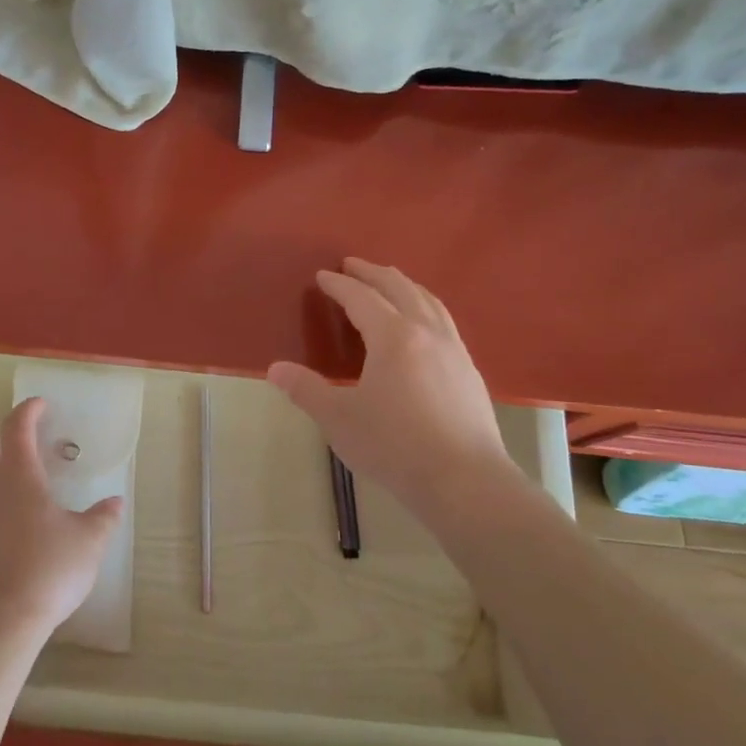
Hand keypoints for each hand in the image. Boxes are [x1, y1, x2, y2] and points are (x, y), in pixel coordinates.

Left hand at [0, 397, 123, 644]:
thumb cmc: (47, 569)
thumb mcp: (88, 543)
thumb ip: (102, 518)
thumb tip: (115, 502)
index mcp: (19, 476)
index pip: (17, 428)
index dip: (28, 411)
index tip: (41, 405)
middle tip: (22, 448)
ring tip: (8, 483)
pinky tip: (0, 524)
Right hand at [268, 259, 513, 505]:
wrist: (464, 481)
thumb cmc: (394, 446)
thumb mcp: (339, 419)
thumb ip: (306, 390)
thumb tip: (275, 369)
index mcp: (393, 337)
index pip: (362, 298)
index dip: (339, 285)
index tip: (322, 276)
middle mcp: (426, 332)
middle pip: (400, 288)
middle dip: (373, 273)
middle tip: (353, 265)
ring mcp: (454, 350)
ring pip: (429, 302)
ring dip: (405, 285)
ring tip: (390, 282)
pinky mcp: (469, 371)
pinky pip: (444, 322)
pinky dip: (426, 307)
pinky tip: (424, 326)